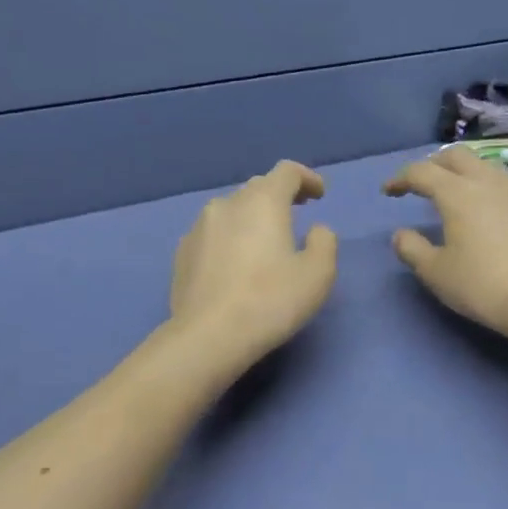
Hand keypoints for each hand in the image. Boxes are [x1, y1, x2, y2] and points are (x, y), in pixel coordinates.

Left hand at [168, 160, 338, 371]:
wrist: (209, 336)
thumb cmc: (271, 301)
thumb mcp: (318, 274)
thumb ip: (324, 242)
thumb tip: (315, 230)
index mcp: (263, 202)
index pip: (287, 172)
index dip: (307, 178)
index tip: (319, 195)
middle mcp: (227, 204)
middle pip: (258, 188)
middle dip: (280, 197)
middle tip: (297, 215)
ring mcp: (199, 227)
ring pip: (232, 211)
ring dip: (252, 218)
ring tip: (264, 243)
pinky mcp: (183, 252)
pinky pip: (213, 234)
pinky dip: (230, 239)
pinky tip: (236, 265)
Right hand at [385, 145, 507, 342]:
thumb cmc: (482, 284)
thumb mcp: (436, 272)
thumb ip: (412, 249)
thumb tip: (401, 234)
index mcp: (457, 192)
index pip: (421, 171)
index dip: (400, 178)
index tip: (388, 191)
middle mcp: (487, 181)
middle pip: (456, 155)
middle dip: (433, 164)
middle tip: (421, 184)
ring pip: (484, 165)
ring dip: (463, 172)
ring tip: (454, 193)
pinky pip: (503, 184)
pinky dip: (486, 187)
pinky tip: (486, 211)